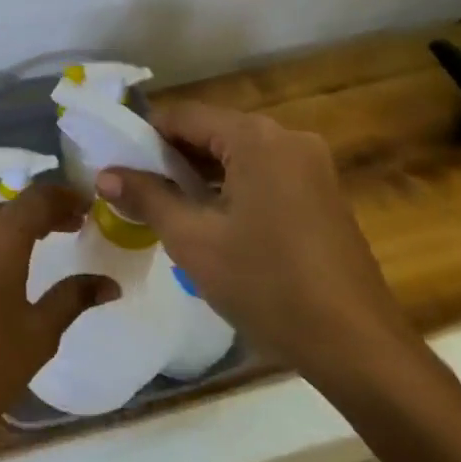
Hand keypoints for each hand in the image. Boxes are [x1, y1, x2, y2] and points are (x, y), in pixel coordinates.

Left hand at [0, 183, 114, 461]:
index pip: (38, 197)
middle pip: (8, 206)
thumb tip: (110, 284)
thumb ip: (74, 298)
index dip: (65, 196)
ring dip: (8, 226)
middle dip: (40, 212)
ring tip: (34, 247)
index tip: (88, 207)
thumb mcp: (39, 334)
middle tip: (69, 228)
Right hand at [95, 102, 417, 386]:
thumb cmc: (266, 284)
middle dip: (170, 158)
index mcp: (256, 138)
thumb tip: (105, 174)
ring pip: (237, 155)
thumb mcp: (192, 240)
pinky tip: (209, 222)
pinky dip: (230, 189)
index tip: (114, 163)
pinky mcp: (321, 194)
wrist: (356, 345)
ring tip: (163, 208)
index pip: (183, 115)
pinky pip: (262, 175)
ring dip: (198, 176)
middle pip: (212, 132)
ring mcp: (311, 166)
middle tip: (133, 190)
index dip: (143, 135)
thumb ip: (146, 197)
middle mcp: (287, 138)